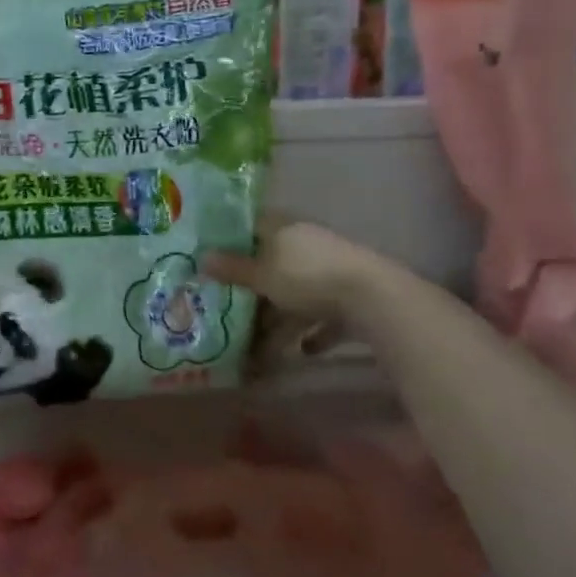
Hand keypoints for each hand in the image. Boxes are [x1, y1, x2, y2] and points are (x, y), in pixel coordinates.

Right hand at [202, 217, 393, 330]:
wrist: (373, 300)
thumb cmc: (307, 277)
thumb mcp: (262, 275)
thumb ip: (233, 268)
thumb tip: (202, 257)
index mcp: (286, 230)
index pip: (254, 225)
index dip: (233, 237)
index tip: (212, 253)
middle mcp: (308, 246)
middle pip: (274, 263)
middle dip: (255, 287)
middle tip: (229, 305)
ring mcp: (331, 273)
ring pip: (297, 294)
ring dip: (281, 317)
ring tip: (259, 344)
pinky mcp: (351, 301)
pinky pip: (324, 317)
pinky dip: (312, 333)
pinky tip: (300, 350)